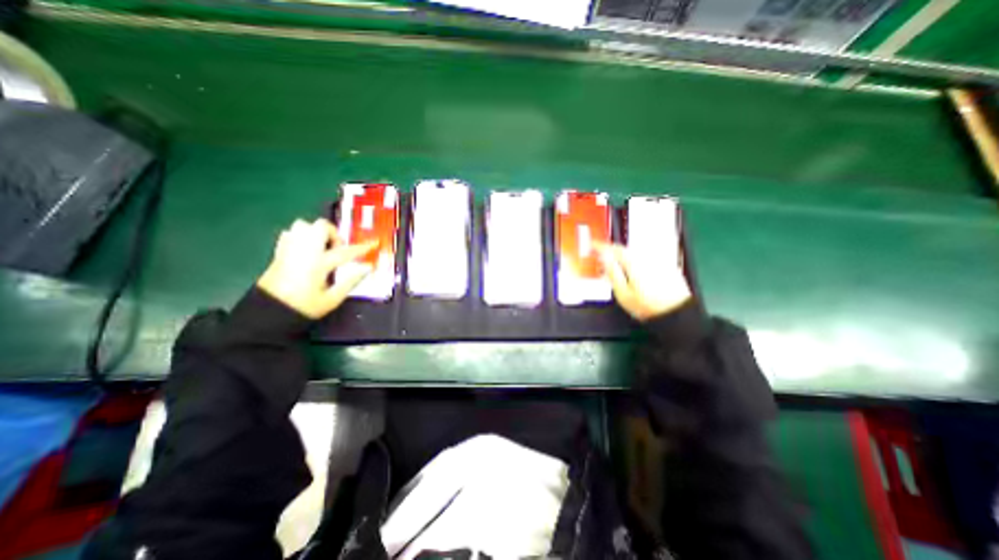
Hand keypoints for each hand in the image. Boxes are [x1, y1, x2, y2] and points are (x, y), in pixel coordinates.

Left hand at [256, 221, 378, 321]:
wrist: (270, 311)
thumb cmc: (305, 306)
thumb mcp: (333, 299)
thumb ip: (351, 281)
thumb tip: (368, 268)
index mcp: (318, 264)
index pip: (345, 251)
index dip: (362, 247)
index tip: (373, 243)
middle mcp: (304, 251)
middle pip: (320, 227)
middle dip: (333, 234)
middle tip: (338, 249)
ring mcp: (290, 249)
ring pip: (303, 225)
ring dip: (316, 233)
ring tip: (323, 247)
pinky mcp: (280, 252)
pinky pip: (290, 233)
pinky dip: (301, 236)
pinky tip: (307, 249)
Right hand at [596, 243, 692, 320]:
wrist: (677, 313)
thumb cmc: (646, 306)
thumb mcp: (623, 293)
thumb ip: (612, 273)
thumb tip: (604, 257)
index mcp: (634, 262)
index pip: (614, 248)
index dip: (601, 246)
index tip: (593, 244)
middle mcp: (647, 257)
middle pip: (625, 250)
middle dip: (612, 252)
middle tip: (602, 258)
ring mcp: (658, 260)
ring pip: (636, 253)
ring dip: (624, 257)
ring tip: (617, 267)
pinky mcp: (666, 265)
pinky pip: (645, 258)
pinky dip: (636, 261)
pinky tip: (634, 272)